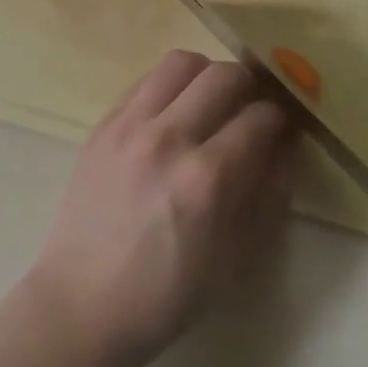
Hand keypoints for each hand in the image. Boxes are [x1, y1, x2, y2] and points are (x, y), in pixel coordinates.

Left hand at [28, 51, 295, 366]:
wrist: (83, 304)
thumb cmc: (167, 295)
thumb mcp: (236, 259)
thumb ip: (268, 196)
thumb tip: (284, 147)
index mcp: (207, 179)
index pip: (260, 117)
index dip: (280, 119)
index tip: (281, 128)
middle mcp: (169, 138)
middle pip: (224, 76)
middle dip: (250, 86)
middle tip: (249, 107)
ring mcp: (130, 126)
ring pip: (181, 63)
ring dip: (207, 74)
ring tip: (210, 100)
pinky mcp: (103, 124)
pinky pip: (145, 80)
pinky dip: (169, 86)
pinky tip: (172, 111)